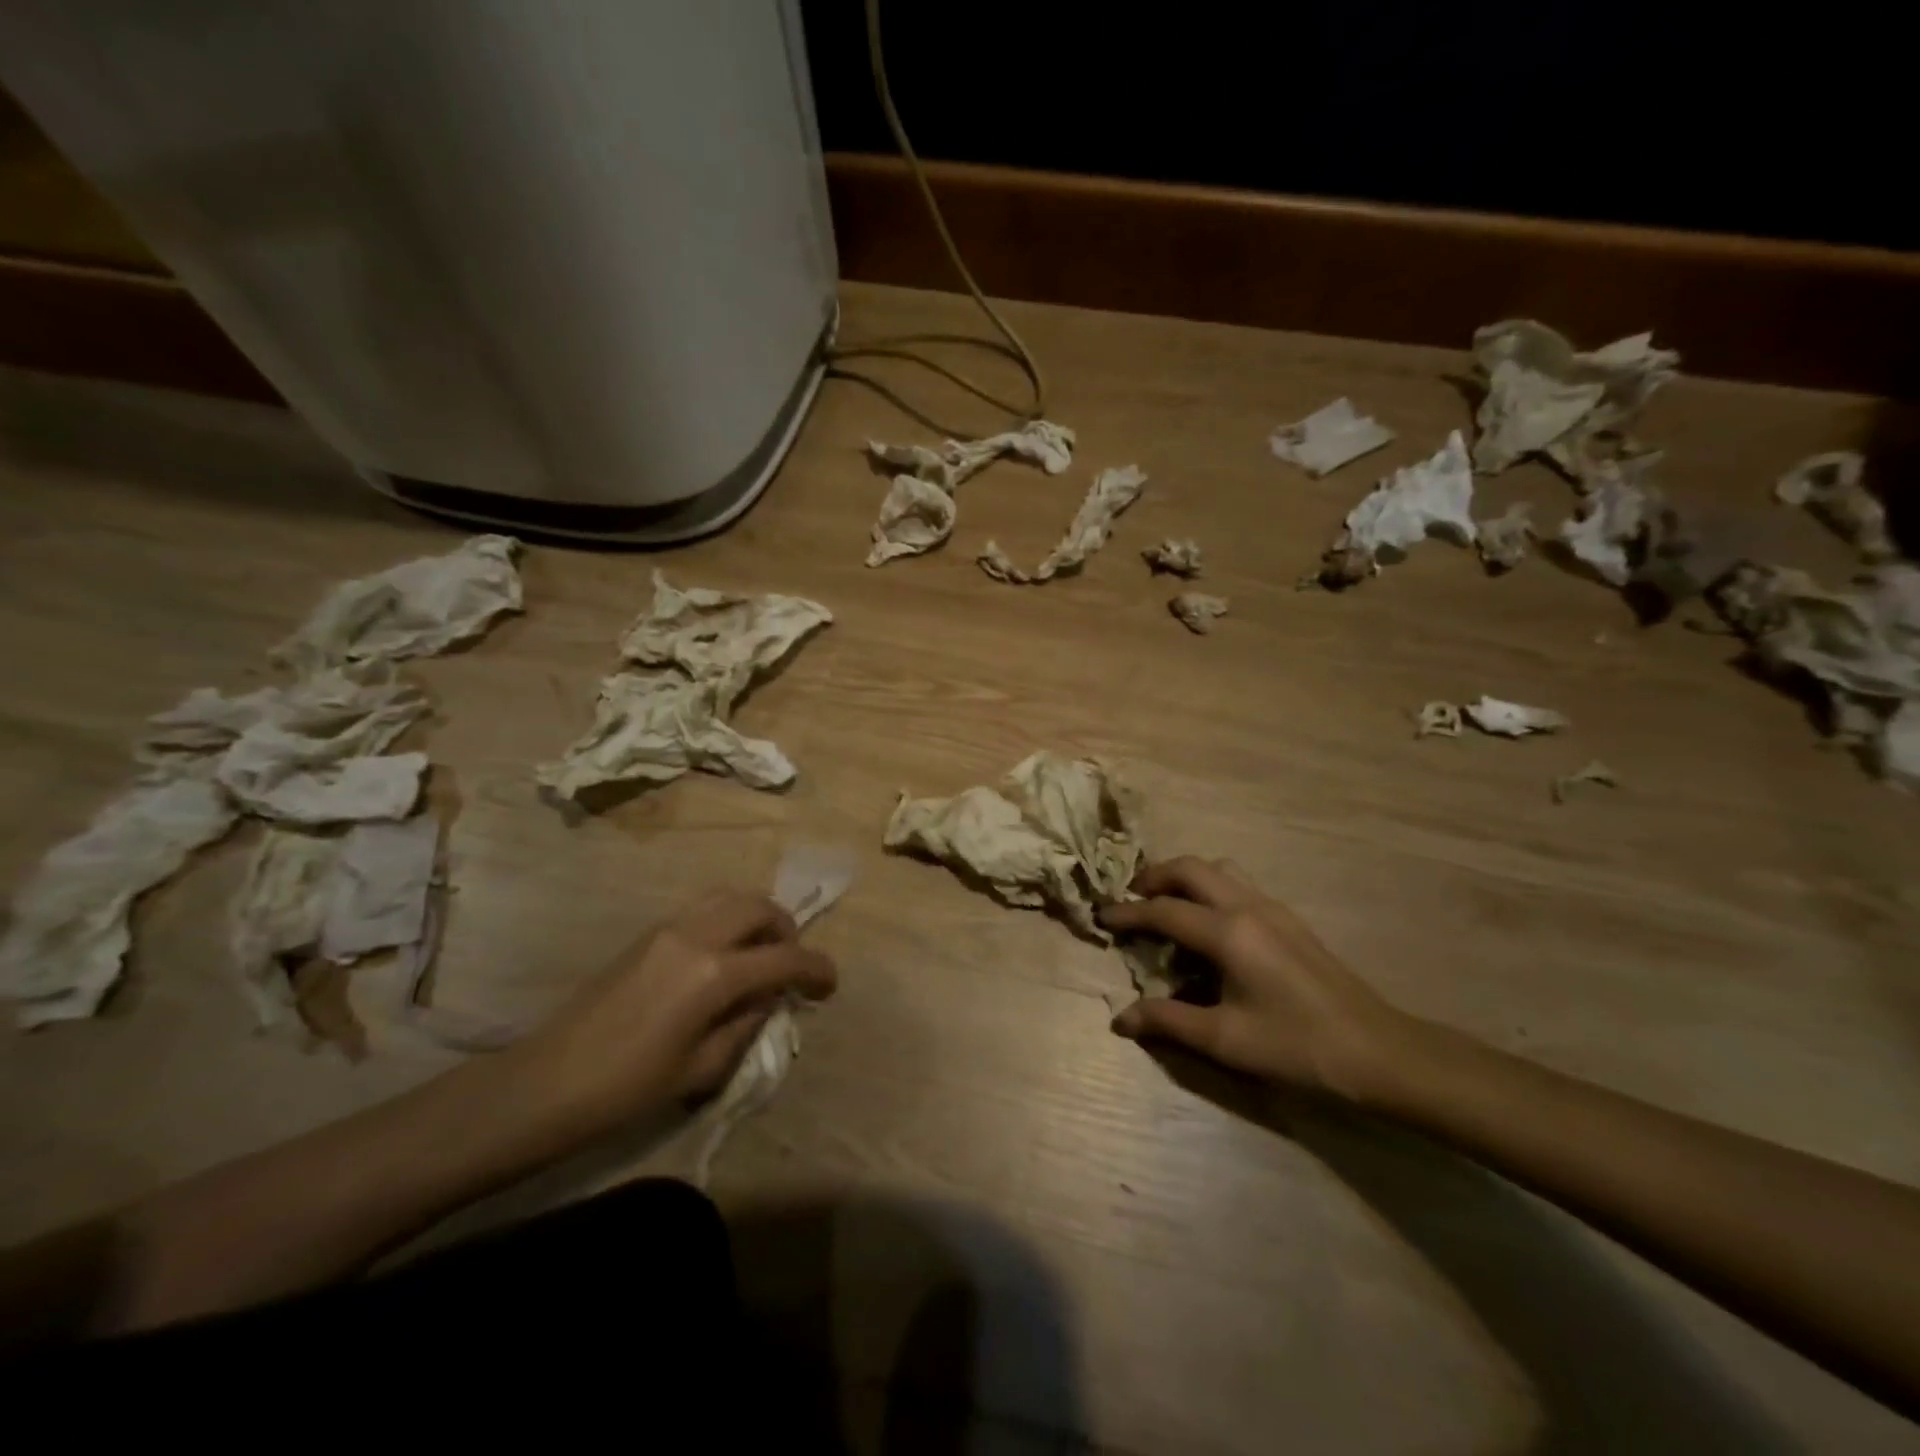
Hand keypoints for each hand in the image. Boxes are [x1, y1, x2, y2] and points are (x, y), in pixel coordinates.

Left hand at [514, 890, 836, 1137]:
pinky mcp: (648, 934)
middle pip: (758, 908)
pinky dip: (729, 919)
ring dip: (757, 918)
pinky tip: (725, 957)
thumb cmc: (628, 1088)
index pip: (783, 959)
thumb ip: (746, 1024)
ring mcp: (668, 928)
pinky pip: (703, 909)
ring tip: (761, 954)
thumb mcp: (701, 1068)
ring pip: (729, 897)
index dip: (816, 969)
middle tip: (792, 965)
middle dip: (787, 930)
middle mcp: (695, 936)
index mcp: (712, 974)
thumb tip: (768, 998)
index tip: (830, 985)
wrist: (547, 1083)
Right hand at [1099, 857, 1412, 1100]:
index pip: (1164, 910)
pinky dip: (1211, 889)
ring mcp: (1273, 908)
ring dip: (1186, 877)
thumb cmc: (1296, 1047)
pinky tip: (1211, 926)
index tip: (1102, 917)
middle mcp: (1248, 907)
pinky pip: (1239, 885)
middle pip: (1191, 869)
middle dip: (1155, 877)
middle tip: (1133, 899)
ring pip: (1219, 869)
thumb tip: (1120, 1019)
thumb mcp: (1225, 1040)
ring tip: (1169, 904)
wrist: (1378, 1052)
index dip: (1128, 913)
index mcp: (1228, 933)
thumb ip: (1168, 1022)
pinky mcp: (1290, 920)